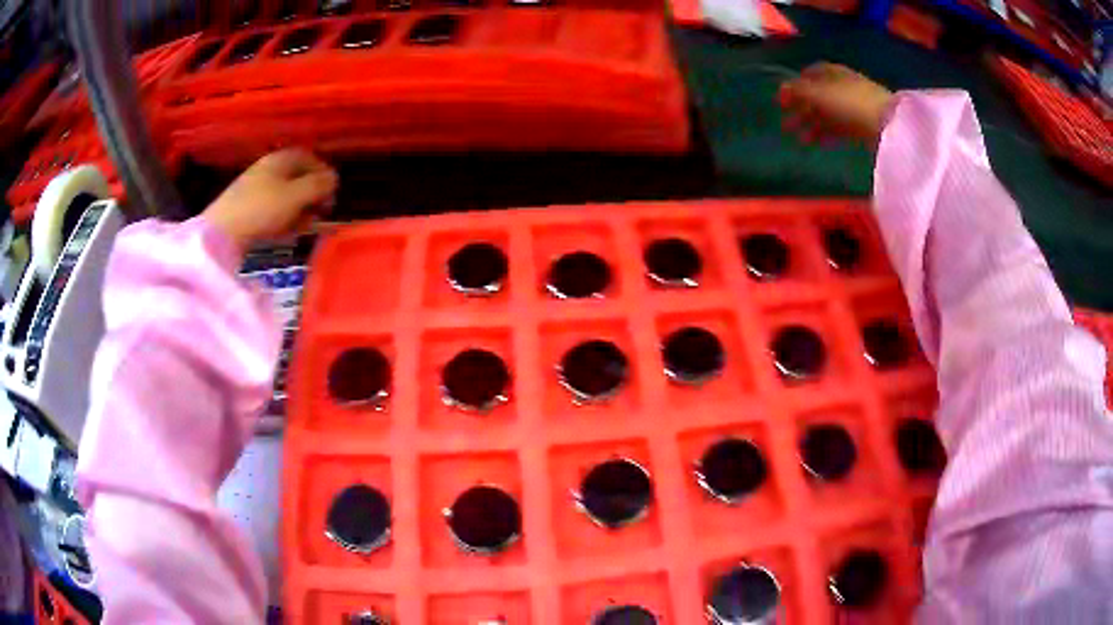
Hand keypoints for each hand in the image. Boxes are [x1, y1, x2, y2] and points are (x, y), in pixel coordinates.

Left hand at [203, 148, 338, 251]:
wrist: (220, 234)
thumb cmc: (262, 209)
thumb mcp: (296, 196)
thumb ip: (319, 185)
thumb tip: (334, 179)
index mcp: (281, 159)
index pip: (310, 158)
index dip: (324, 174)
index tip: (333, 195)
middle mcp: (268, 168)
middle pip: (297, 178)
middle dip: (312, 195)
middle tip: (320, 213)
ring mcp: (254, 189)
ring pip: (285, 195)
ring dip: (299, 210)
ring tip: (303, 227)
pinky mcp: (245, 209)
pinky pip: (271, 209)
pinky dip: (282, 219)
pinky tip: (283, 233)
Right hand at [778, 63, 893, 145]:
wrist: (887, 124)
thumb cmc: (848, 102)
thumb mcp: (817, 93)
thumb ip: (797, 90)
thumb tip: (782, 89)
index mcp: (831, 72)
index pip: (808, 75)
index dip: (794, 86)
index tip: (782, 101)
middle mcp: (842, 85)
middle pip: (817, 95)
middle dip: (801, 109)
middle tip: (786, 124)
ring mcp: (853, 105)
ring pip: (827, 113)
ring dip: (811, 124)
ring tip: (800, 139)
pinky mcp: (862, 125)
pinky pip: (839, 127)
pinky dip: (826, 133)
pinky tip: (817, 142)